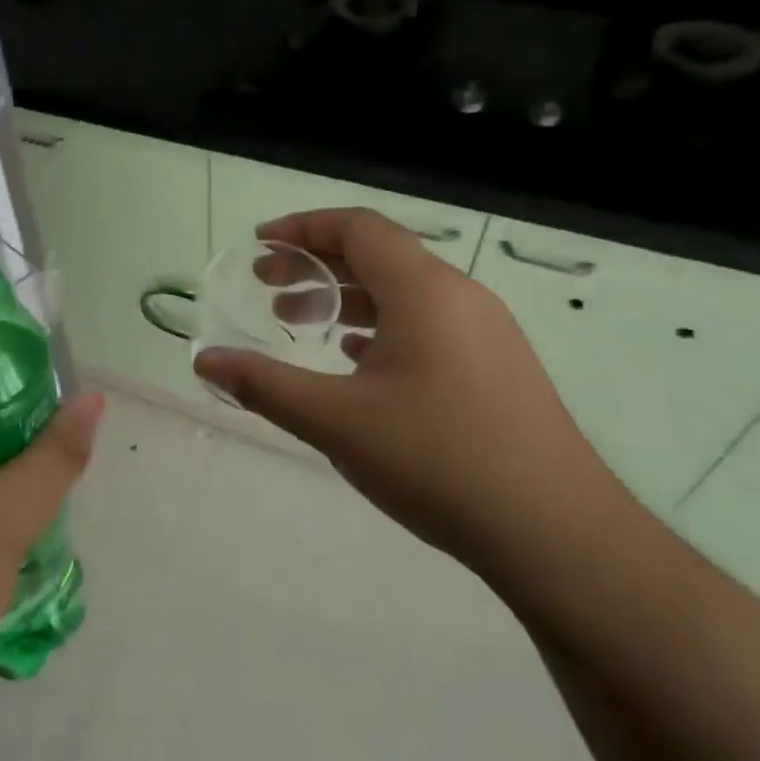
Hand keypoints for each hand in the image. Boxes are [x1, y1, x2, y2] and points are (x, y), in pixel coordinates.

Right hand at [193, 208, 619, 562]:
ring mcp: (486, 333)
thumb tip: (204, 361)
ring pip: (403, 294)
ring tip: (300, 324)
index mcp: (425, 291)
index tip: (259, 246)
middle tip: (266, 287)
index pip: (358, 228)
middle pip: (379, 256)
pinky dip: (380, 328)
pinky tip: (356, 363)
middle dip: (316, 264)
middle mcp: (460, 297)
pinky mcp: (496, 368)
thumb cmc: (438, 460)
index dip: (302, 228)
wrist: (555, 532)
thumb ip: (264, 385)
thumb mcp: (336, 421)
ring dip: (346, 299)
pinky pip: (427, 326)